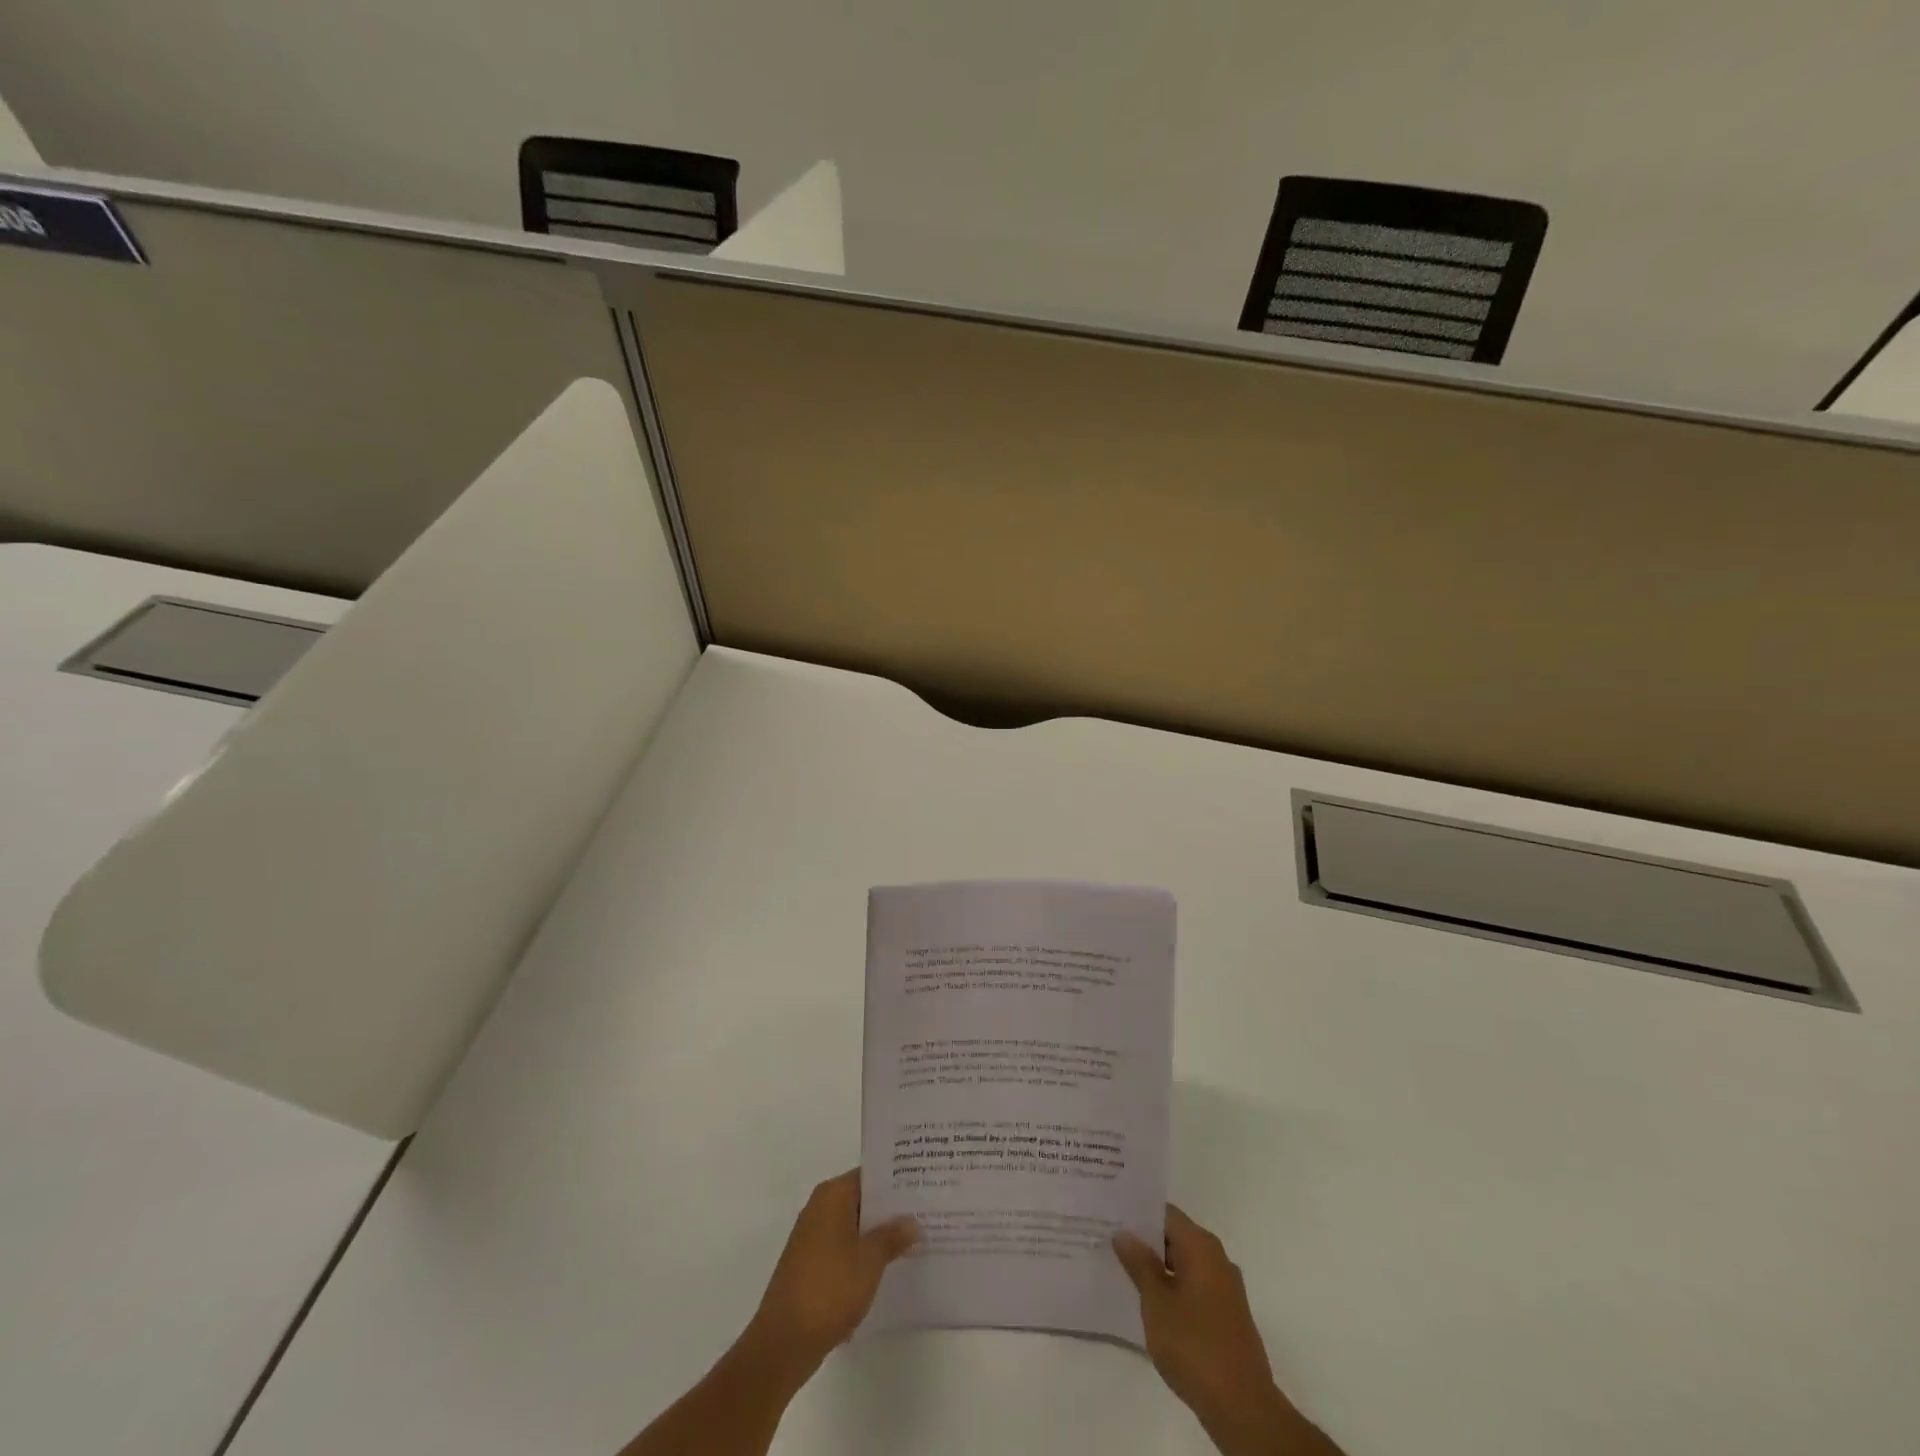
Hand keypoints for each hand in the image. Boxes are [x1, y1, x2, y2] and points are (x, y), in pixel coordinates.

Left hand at [741, 1169, 917, 1383]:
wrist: (783, 1343)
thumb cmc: (829, 1289)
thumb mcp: (870, 1261)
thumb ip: (893, 1236)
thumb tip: (912, 1221)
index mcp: (832, 1196)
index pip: (870, 1175)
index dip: (897, 1180)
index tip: (923, 1185)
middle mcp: (820, 1208)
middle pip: (862, 1200)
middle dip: (891, 1211)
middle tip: (925, 1214)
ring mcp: (813, 1238)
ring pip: (854, 1227)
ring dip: (878, 1236)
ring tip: (914, 1242)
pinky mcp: (810, 1265)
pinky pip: (844, 1249)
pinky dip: (863, 1256)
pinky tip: (888, 1270)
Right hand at [1114, 1206, 1341, 1455]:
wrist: (1242, 1407)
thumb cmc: (1194, 1346)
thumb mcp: (1156, 1302)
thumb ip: (1139, 1264)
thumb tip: (1124, 1233)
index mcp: (1201, 1246)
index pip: (1165, 1213)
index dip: (1137, 1212)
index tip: (1110, 1214)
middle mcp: (1217, 1258)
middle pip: (1175, 1236)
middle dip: (1144, 1240)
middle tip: (1109, 1241)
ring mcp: (1225, 1288)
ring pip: (1184, 1263)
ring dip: (1158, 1266)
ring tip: (1123, 1269)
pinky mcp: (1227, 1315)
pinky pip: (1194, 1286)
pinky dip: (1172, 1287)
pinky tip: (1150, 1302)